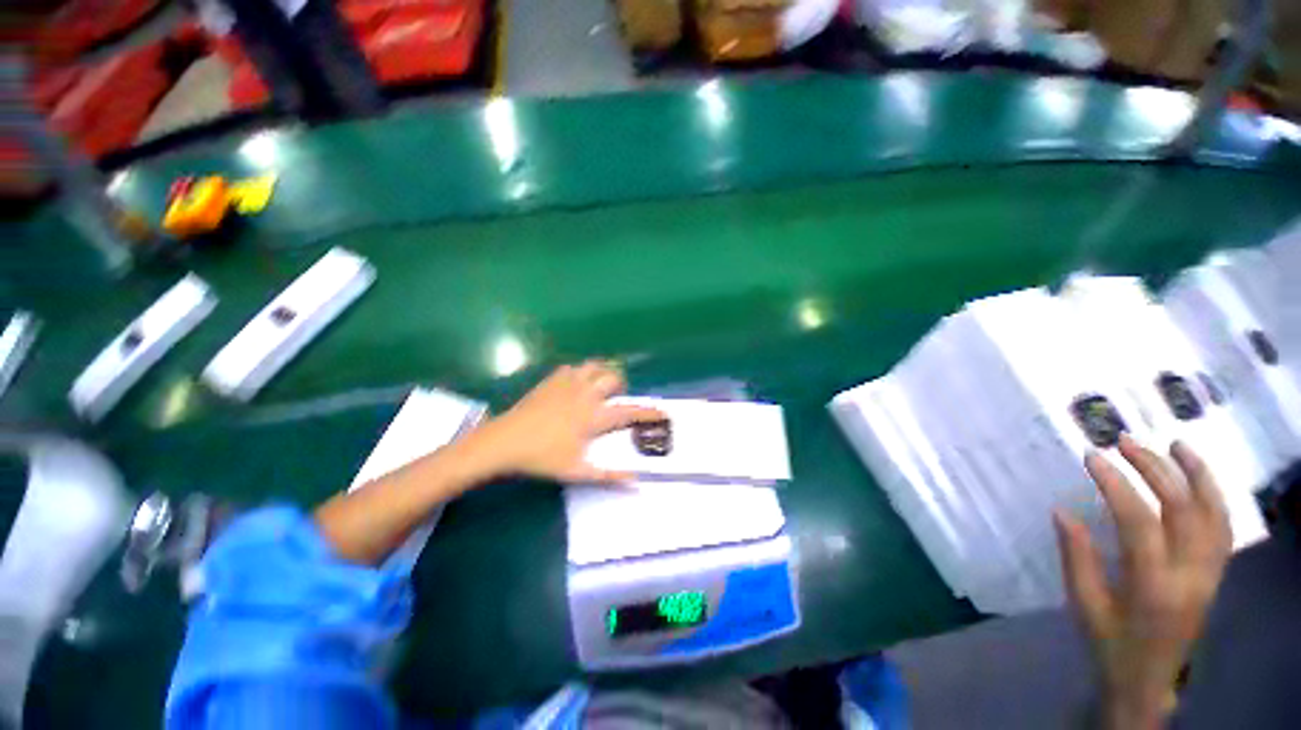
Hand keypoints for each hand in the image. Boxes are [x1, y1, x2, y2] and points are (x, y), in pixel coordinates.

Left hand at [469, 360, 664, 483]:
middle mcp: (585, 394)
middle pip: (613, 378)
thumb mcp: (577, 471)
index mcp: (593, 417)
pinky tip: (575, 384)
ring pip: (594, 366)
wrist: (504, 441)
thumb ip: (608, 476)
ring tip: (599, 386)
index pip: (628, 412)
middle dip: (621, 385)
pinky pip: (573, 367)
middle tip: (616, 397)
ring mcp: (568, 384)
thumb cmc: (542, 457)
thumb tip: (635, 482)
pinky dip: (580, 372)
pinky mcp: (552, 380)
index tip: (662, 411)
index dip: (648, 412)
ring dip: (602, 373)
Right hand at [1054, 435, 1231, 729]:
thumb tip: (1062, 511)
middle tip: (1124, 442)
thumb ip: (1076, 558)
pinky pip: (1224, 528)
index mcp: (1153, 587)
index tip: (1092, 458)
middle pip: (1183, 509)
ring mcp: (1210, 574)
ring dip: (1197, 474)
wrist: (1149, 682)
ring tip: (1176, 444)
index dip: (1116, 485)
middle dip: (1155, 469)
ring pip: (1215, 514)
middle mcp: (1190, 576)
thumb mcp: (1084, 606)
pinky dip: (1214, 496)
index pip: (1139, 522)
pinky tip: (1199, 478)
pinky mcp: (1215, 574)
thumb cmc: (1110, 644)